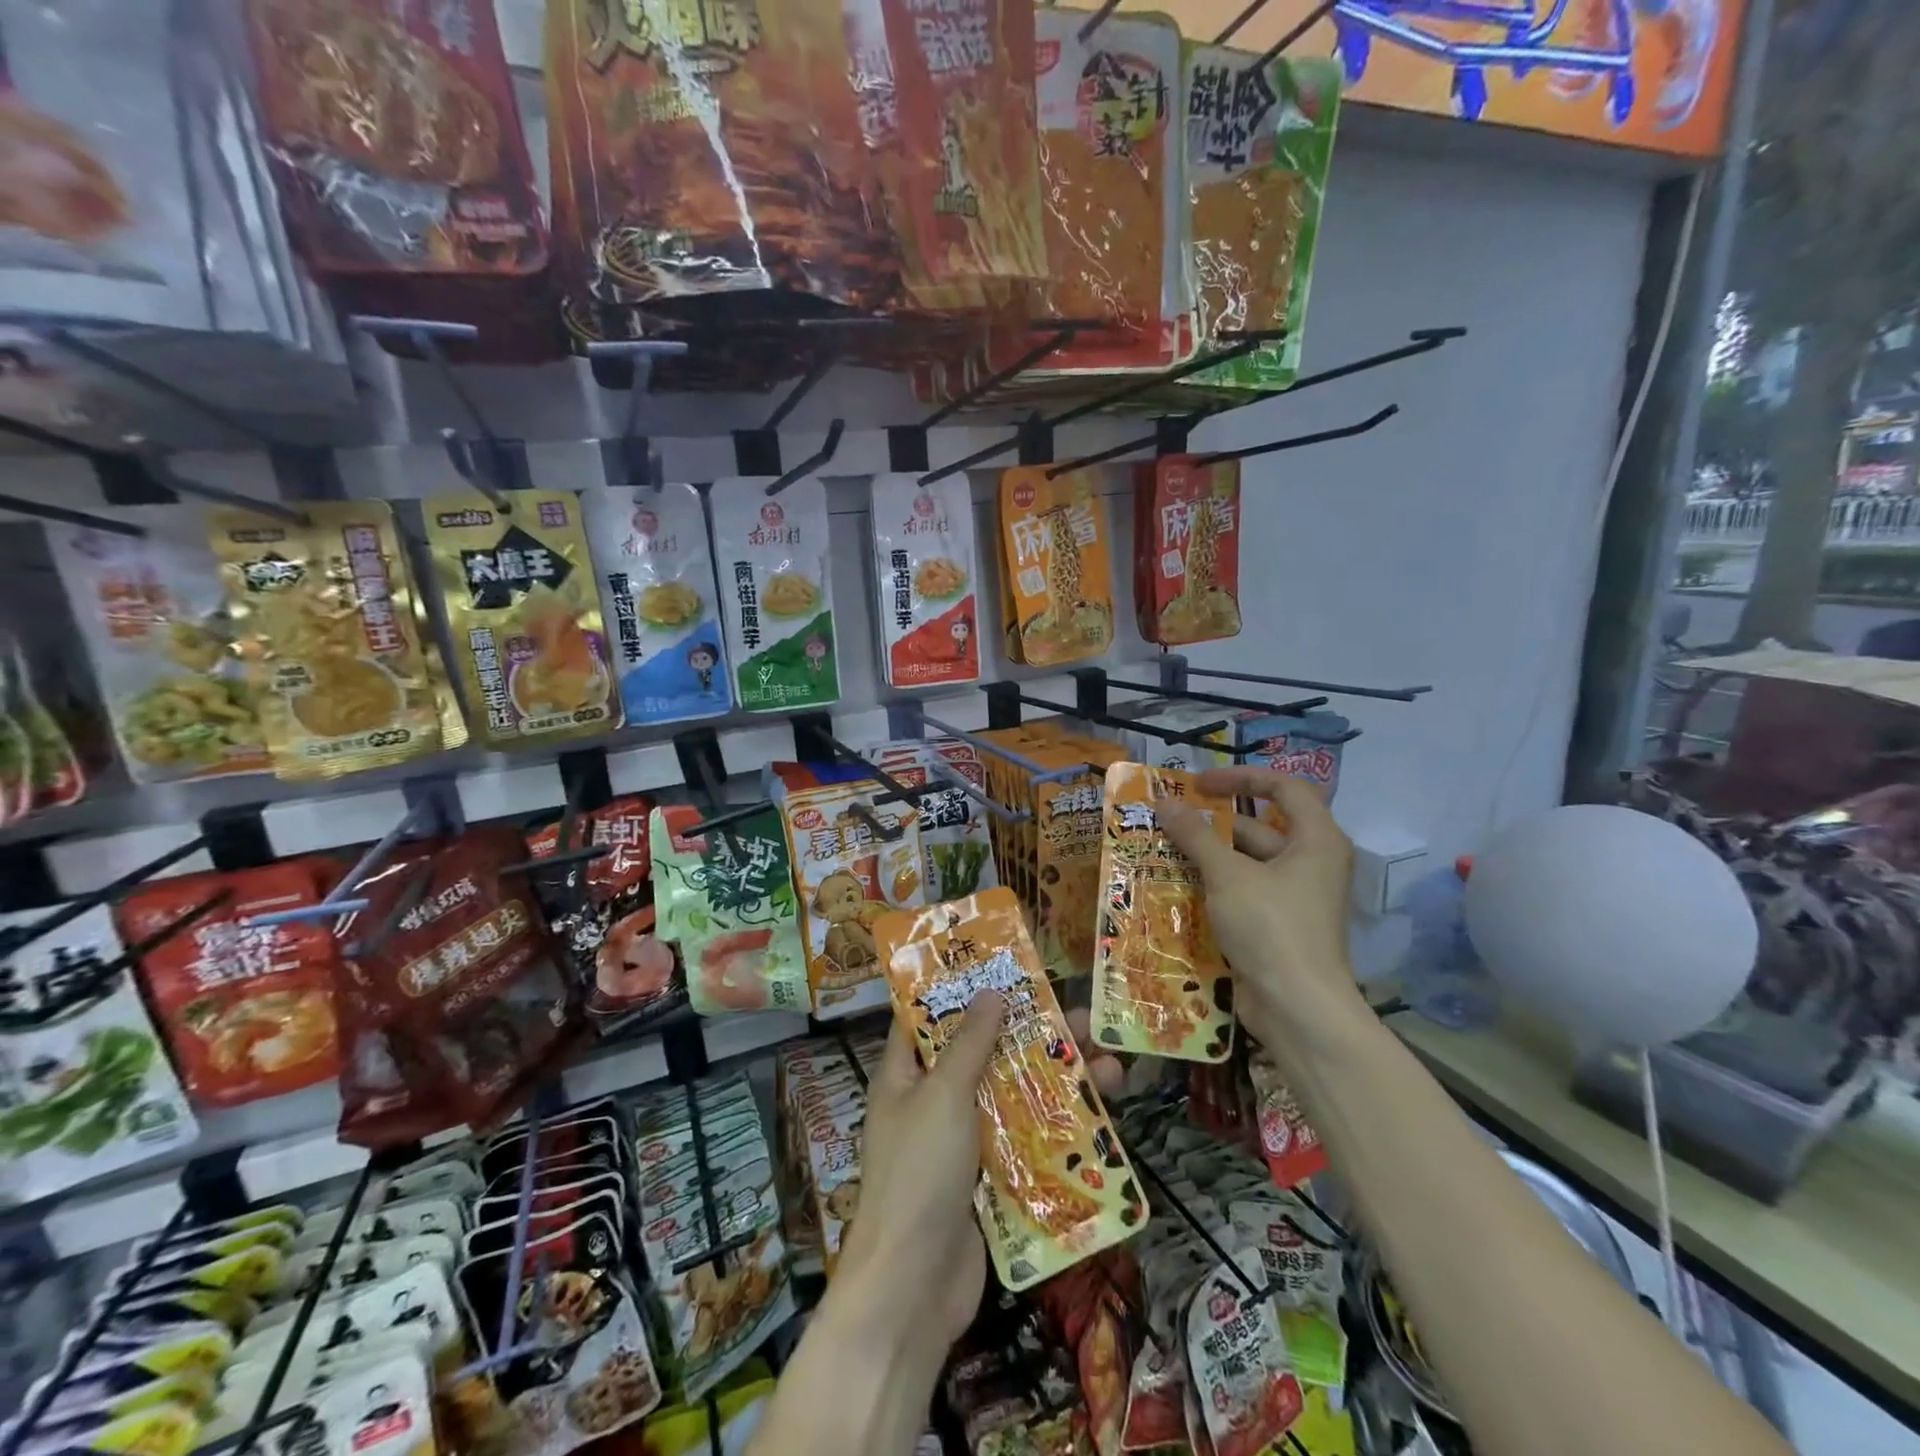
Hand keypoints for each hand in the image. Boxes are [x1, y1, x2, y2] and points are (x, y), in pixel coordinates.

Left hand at [835, 995, 1123, 1352]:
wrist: (914, 1289)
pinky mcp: (990, 1178)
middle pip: (986, 1053)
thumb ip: (970, 1043)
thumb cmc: (919, 1173)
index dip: (963, 988)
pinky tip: (1101, 1118)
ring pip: (1013, 1096)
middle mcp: (934, 1100)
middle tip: (1085, 1017)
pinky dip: (1057, 1127)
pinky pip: (1025, 1140)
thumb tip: (992, 992)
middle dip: (1033, 1035)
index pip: (929, 1016)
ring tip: (1114, 1066)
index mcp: (906, 1074)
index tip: (1005, 967)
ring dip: (1058, 1081)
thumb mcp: (942, 1095)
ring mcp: (963, 1141)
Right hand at [1160, 767, 1364, 1044]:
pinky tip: (1177, 886)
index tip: (1199, 783)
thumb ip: (1196, 835)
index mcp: (1316, 840)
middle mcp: (1311, 862)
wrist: (1298, 1008)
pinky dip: (1215, 885)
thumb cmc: (1270, 927)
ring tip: (1162, 850)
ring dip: (1209, 855)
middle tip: (1169, 819)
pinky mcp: (1279, 924)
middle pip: (1260, 826)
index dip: (1241, 777)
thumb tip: (1166, 802)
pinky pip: (1245, 891)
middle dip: (1214, 822)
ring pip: (1248, 861)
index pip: (1284, 787)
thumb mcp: (1227, 875)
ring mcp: (1295, 896)